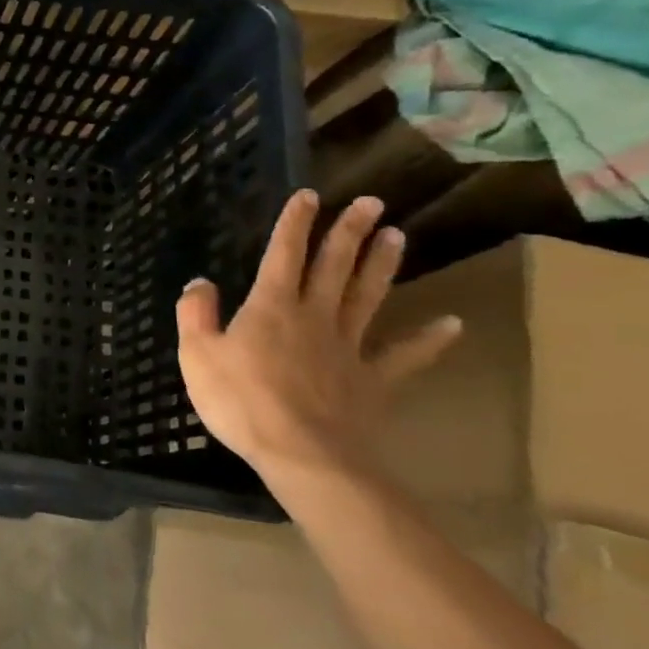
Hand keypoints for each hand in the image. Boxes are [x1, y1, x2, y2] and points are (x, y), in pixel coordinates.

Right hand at [175, 189, 461, 478]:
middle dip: (349, 232)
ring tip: (397, 235)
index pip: (282, 255)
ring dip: (382, 265)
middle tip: (371, 203)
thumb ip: (196, 314)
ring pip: (368, 297)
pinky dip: (429, 340)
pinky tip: (451, 324)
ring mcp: (348, 347)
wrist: (302, 452)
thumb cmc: (240, 400)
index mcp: (270, 307)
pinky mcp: (372, 380)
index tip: (309, 196)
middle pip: (334, 267)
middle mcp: (314, 316)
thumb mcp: (196, 354)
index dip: (294, 224)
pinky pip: (404, 355)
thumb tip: (200, 282)